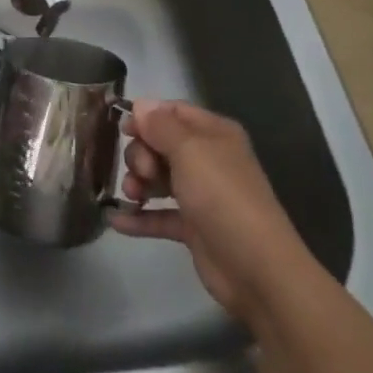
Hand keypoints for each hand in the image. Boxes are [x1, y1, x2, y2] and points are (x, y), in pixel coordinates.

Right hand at [109, 99, 315, 322]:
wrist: (256, 268)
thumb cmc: (222, 196)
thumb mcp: (189, 151)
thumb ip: (160, 126)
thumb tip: (141, 105)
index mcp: (213, 134)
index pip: (174, 112)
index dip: (147, 116)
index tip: (122, 129)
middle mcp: (208, 159)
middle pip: (161, 144)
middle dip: (142, 154)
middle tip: (142, 172)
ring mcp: (201, 194)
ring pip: (159, 178)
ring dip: (138, 183)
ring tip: (132, 195)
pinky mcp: (193, 227)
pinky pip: (160, 215)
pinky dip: (140, 216)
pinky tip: (115, 220)